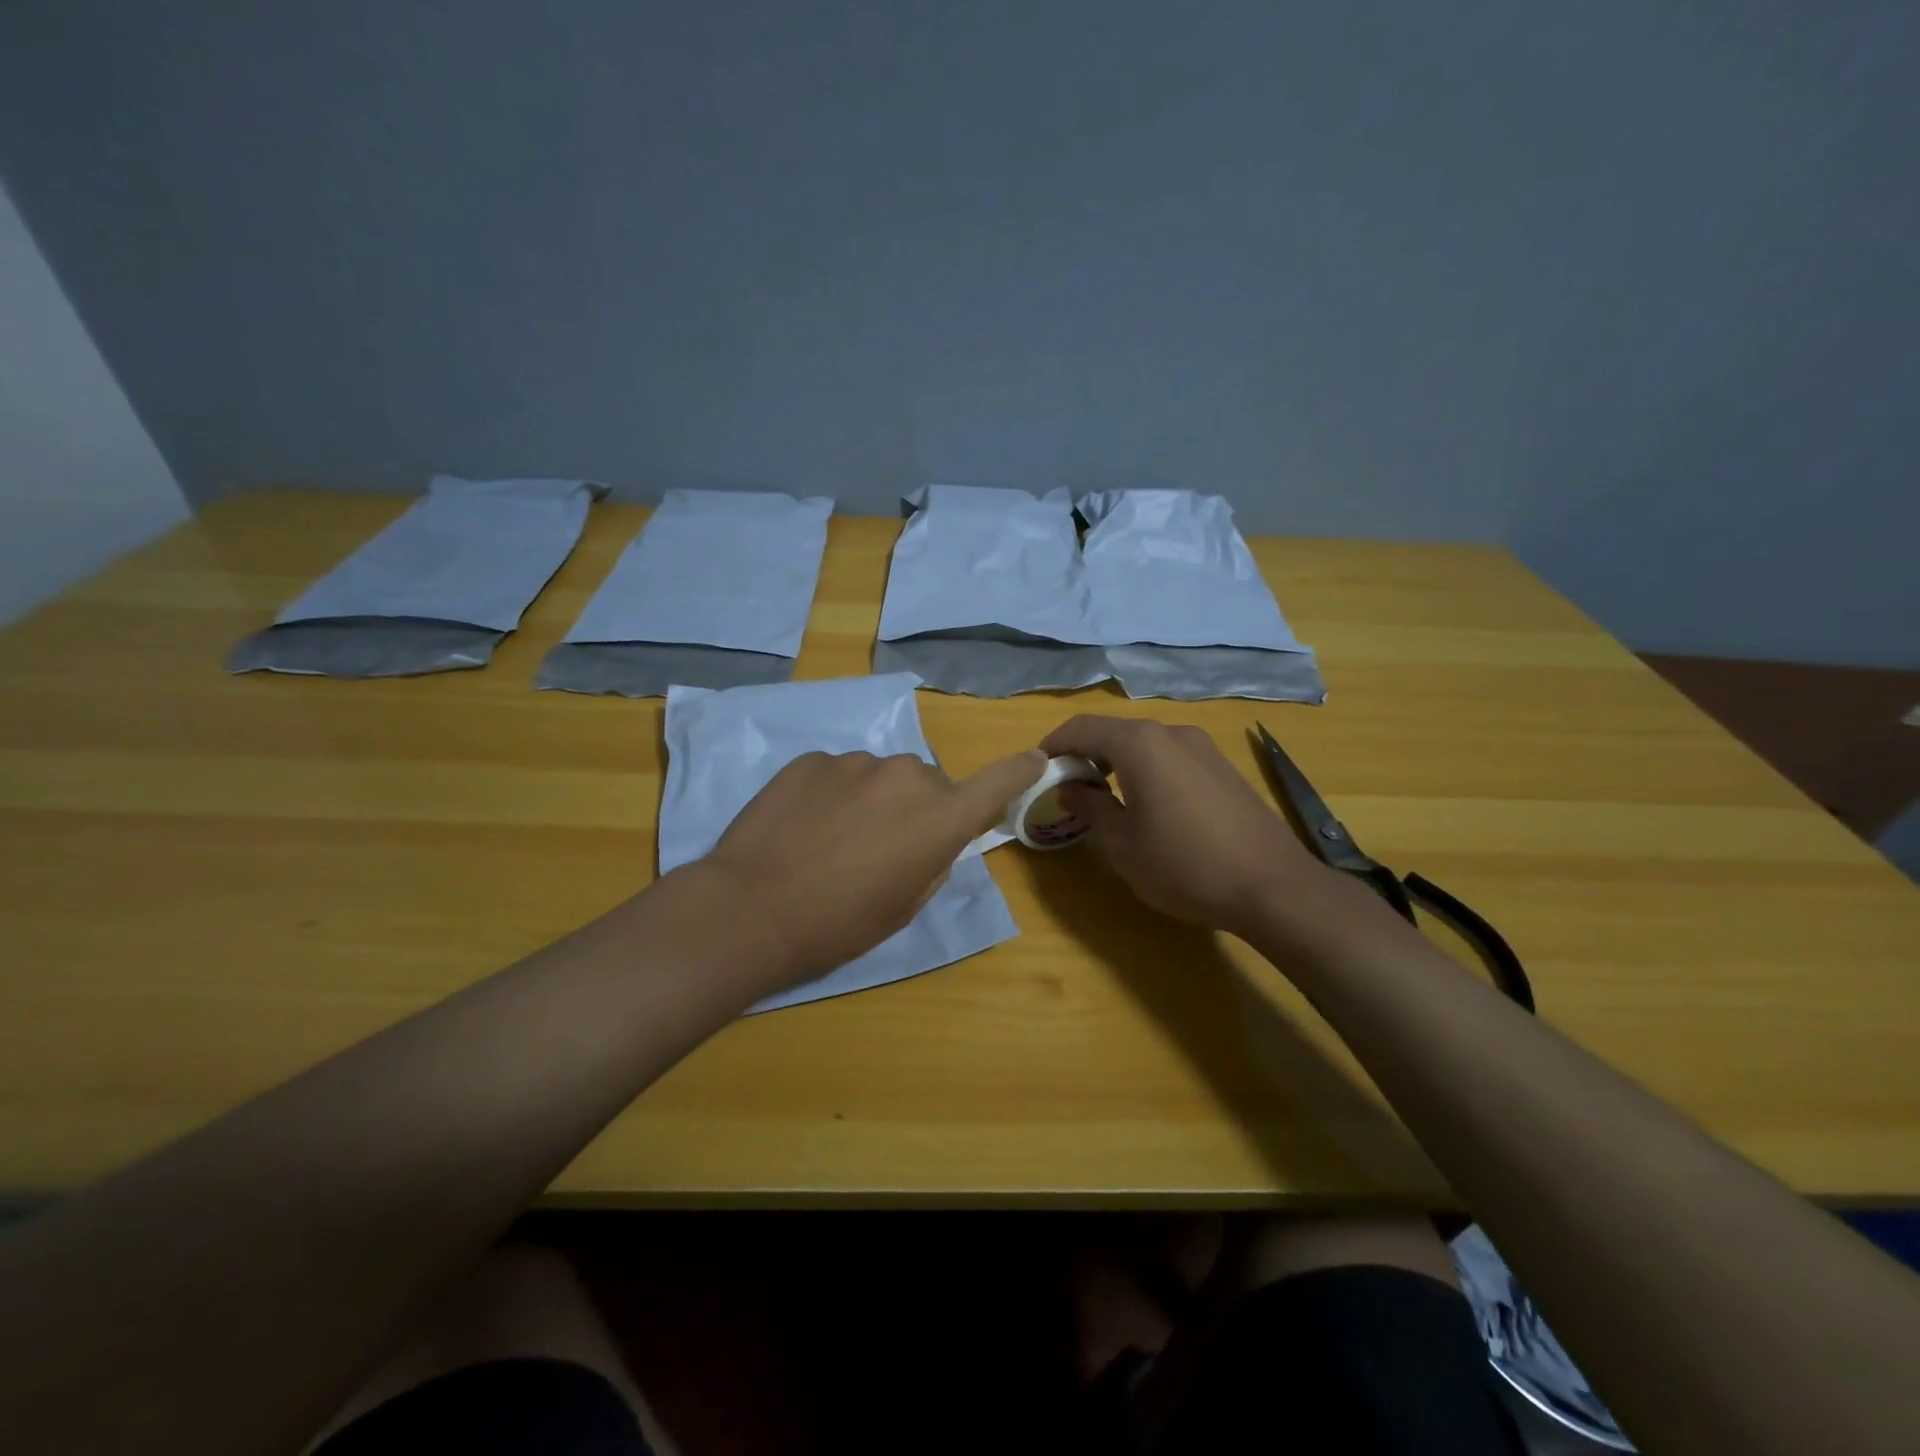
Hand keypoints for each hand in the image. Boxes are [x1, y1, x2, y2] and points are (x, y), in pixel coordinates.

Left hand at [695, 748, 1045, 988]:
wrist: (752, 909)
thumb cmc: (840, 924)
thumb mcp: (904, 907)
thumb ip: (932, 861)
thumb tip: (932, 838)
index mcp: (940, 817)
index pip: (999, 781)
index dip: (1020, 770)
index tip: (1036, 760)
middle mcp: (907, 776)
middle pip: (929, 784)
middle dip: (917, 809)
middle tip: (881, 848)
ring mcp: (856, 761)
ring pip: (880, 777)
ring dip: (871, 800)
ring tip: (831, 840)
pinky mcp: (812, 759)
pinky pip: (838, 773)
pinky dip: (831, 794)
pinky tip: (802, 827)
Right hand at [1042, 716, 1328, 937]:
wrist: (1273, 886)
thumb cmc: (1184, 865)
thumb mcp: (1122, 844)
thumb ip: (1089, 808)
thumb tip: (1069, 788)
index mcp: (1140, 744)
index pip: (1081, 728)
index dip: (1053, 745)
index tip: (1036, 771)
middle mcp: (1170, 733)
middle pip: (1113, 732)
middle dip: (1083, 755)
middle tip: (1067, 790)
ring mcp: (1202, 747)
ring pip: (1143, 744)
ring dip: (1115, 763)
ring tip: (1104, 800)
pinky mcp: (1222, 767)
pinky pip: (1169, 757)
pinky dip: (1145, 770)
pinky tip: (1147, 805)